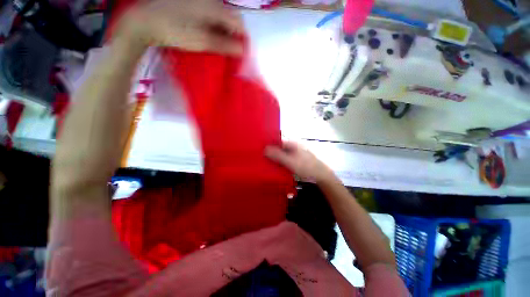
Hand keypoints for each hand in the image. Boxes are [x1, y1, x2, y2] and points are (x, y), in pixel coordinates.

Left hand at [116, 0, 244, 54]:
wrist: (147, 20)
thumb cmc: (176, 31)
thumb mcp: (203, 41)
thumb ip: (225, 45)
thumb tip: (242, 50)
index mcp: (216, 7)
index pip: (239, 23)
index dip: (244, 38)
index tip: (243, 52)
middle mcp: (211, 0)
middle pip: (231, 18)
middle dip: (235, 35)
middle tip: (233, 51)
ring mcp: (201, 0)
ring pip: (221, 16)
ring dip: (225, 31)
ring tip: (222, 45)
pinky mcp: (192, 4)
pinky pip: (211, 15)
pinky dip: (215, 27)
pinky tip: (211, 35)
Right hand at [265, 141, 334, 182]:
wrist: (321, 176)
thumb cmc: (306, 167)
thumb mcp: (290, 161)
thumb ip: (278, 155)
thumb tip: (264, 149)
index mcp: (292, 143)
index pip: (276, 140)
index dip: (268, 144)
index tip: (259, 150)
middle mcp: (292, 147)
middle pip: (278, 148)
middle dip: (270, 152)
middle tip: (260, 158)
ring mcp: (294, 154)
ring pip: (280, 154)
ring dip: (274, 158)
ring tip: (264, 163)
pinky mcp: (294, 160)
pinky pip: (284, 160)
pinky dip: (279, 163)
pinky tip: (274, 167)